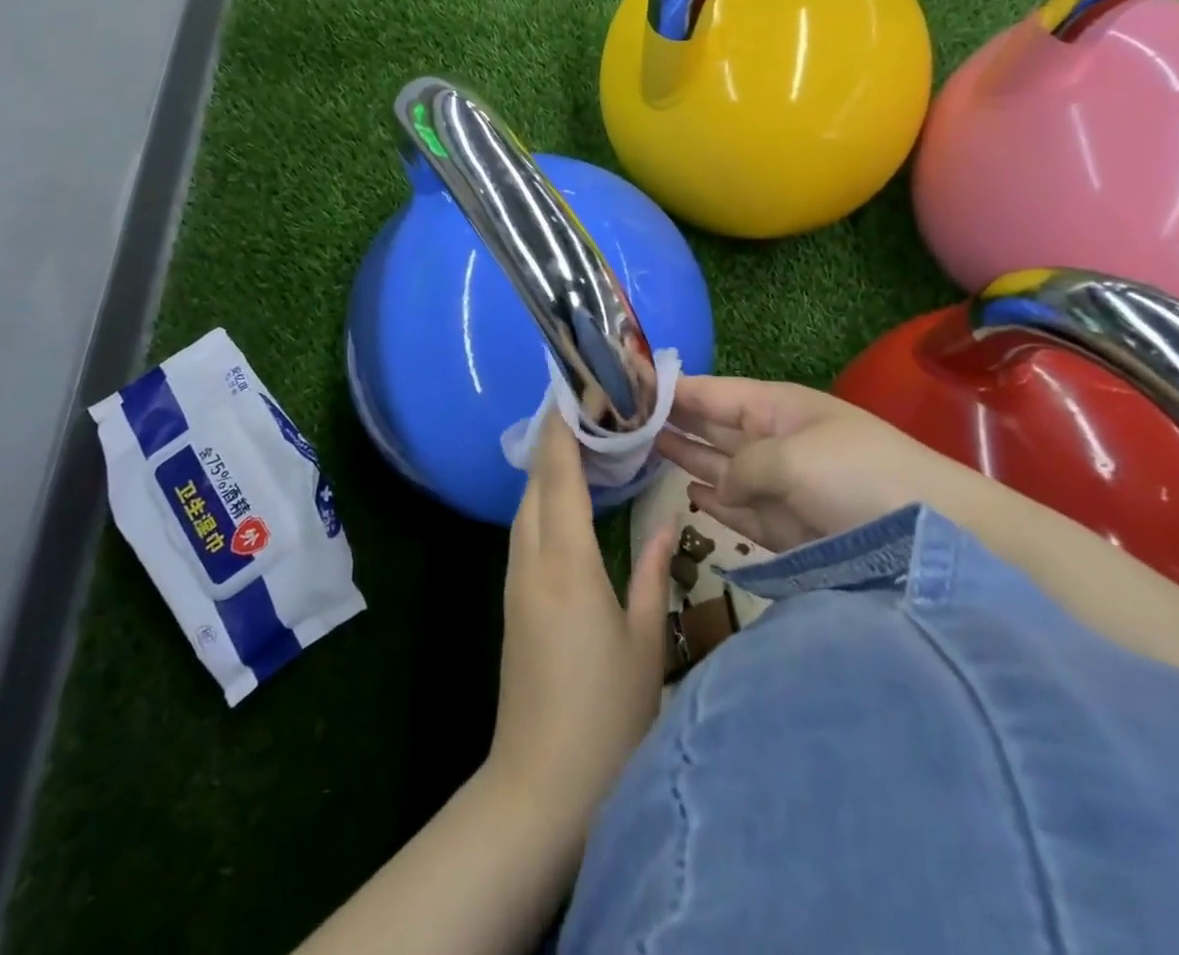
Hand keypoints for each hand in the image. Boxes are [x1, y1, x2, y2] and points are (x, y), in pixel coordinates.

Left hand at [486, 411, 673, 827]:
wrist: (540, 788)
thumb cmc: (606, 717)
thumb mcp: (645, 642)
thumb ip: (651, 574)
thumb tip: (665, 523)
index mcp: (566, 563)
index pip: (560, 475)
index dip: (563, 429)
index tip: (573, 390)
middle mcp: (532, 561)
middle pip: (535, 483)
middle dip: (553, 439)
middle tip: (585, 408)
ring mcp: (516, 582)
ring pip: (526, 506)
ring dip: (546, 469)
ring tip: (579, 442)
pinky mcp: (513, 603)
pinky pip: (525, 531)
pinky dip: (543, 500)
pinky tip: (566, 500)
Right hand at [658, 376, 985, 553]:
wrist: (933, 538)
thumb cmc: (859, 477)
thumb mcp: (793, 457)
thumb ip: (740, 468)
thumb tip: (719, 489)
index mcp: (776, 408)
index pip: (712, 392)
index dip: (672, 387)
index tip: (628, 380)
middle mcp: (773, 441)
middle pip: (711, 427)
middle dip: (671, 421)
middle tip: (622, 418)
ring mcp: (780, 485)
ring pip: (720, 468)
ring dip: (686, 459)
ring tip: (642, 449)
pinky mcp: (788, 528)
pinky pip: (740, 510)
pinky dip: (716, 504)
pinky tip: (690, 494)